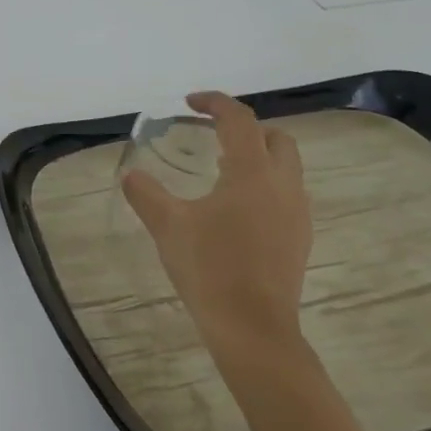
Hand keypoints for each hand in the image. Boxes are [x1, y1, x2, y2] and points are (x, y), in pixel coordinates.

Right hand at [121, 91, 312, 377]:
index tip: (190, 103)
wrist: (253, 327)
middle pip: (276, 139)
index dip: (215, 103)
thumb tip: (131, 175)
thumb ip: (146, 193)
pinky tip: (236, 209)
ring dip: (258, 158)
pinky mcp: (300, 238)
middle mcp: (283, 185)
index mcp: (251, 172)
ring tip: (221, 172)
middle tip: (213, 136)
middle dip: (246, 129)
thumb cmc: (209, 268)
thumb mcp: (167, 226)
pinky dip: (264, 185)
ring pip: (286, 167)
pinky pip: (287, 194)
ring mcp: (297, 213)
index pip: (239, 120)